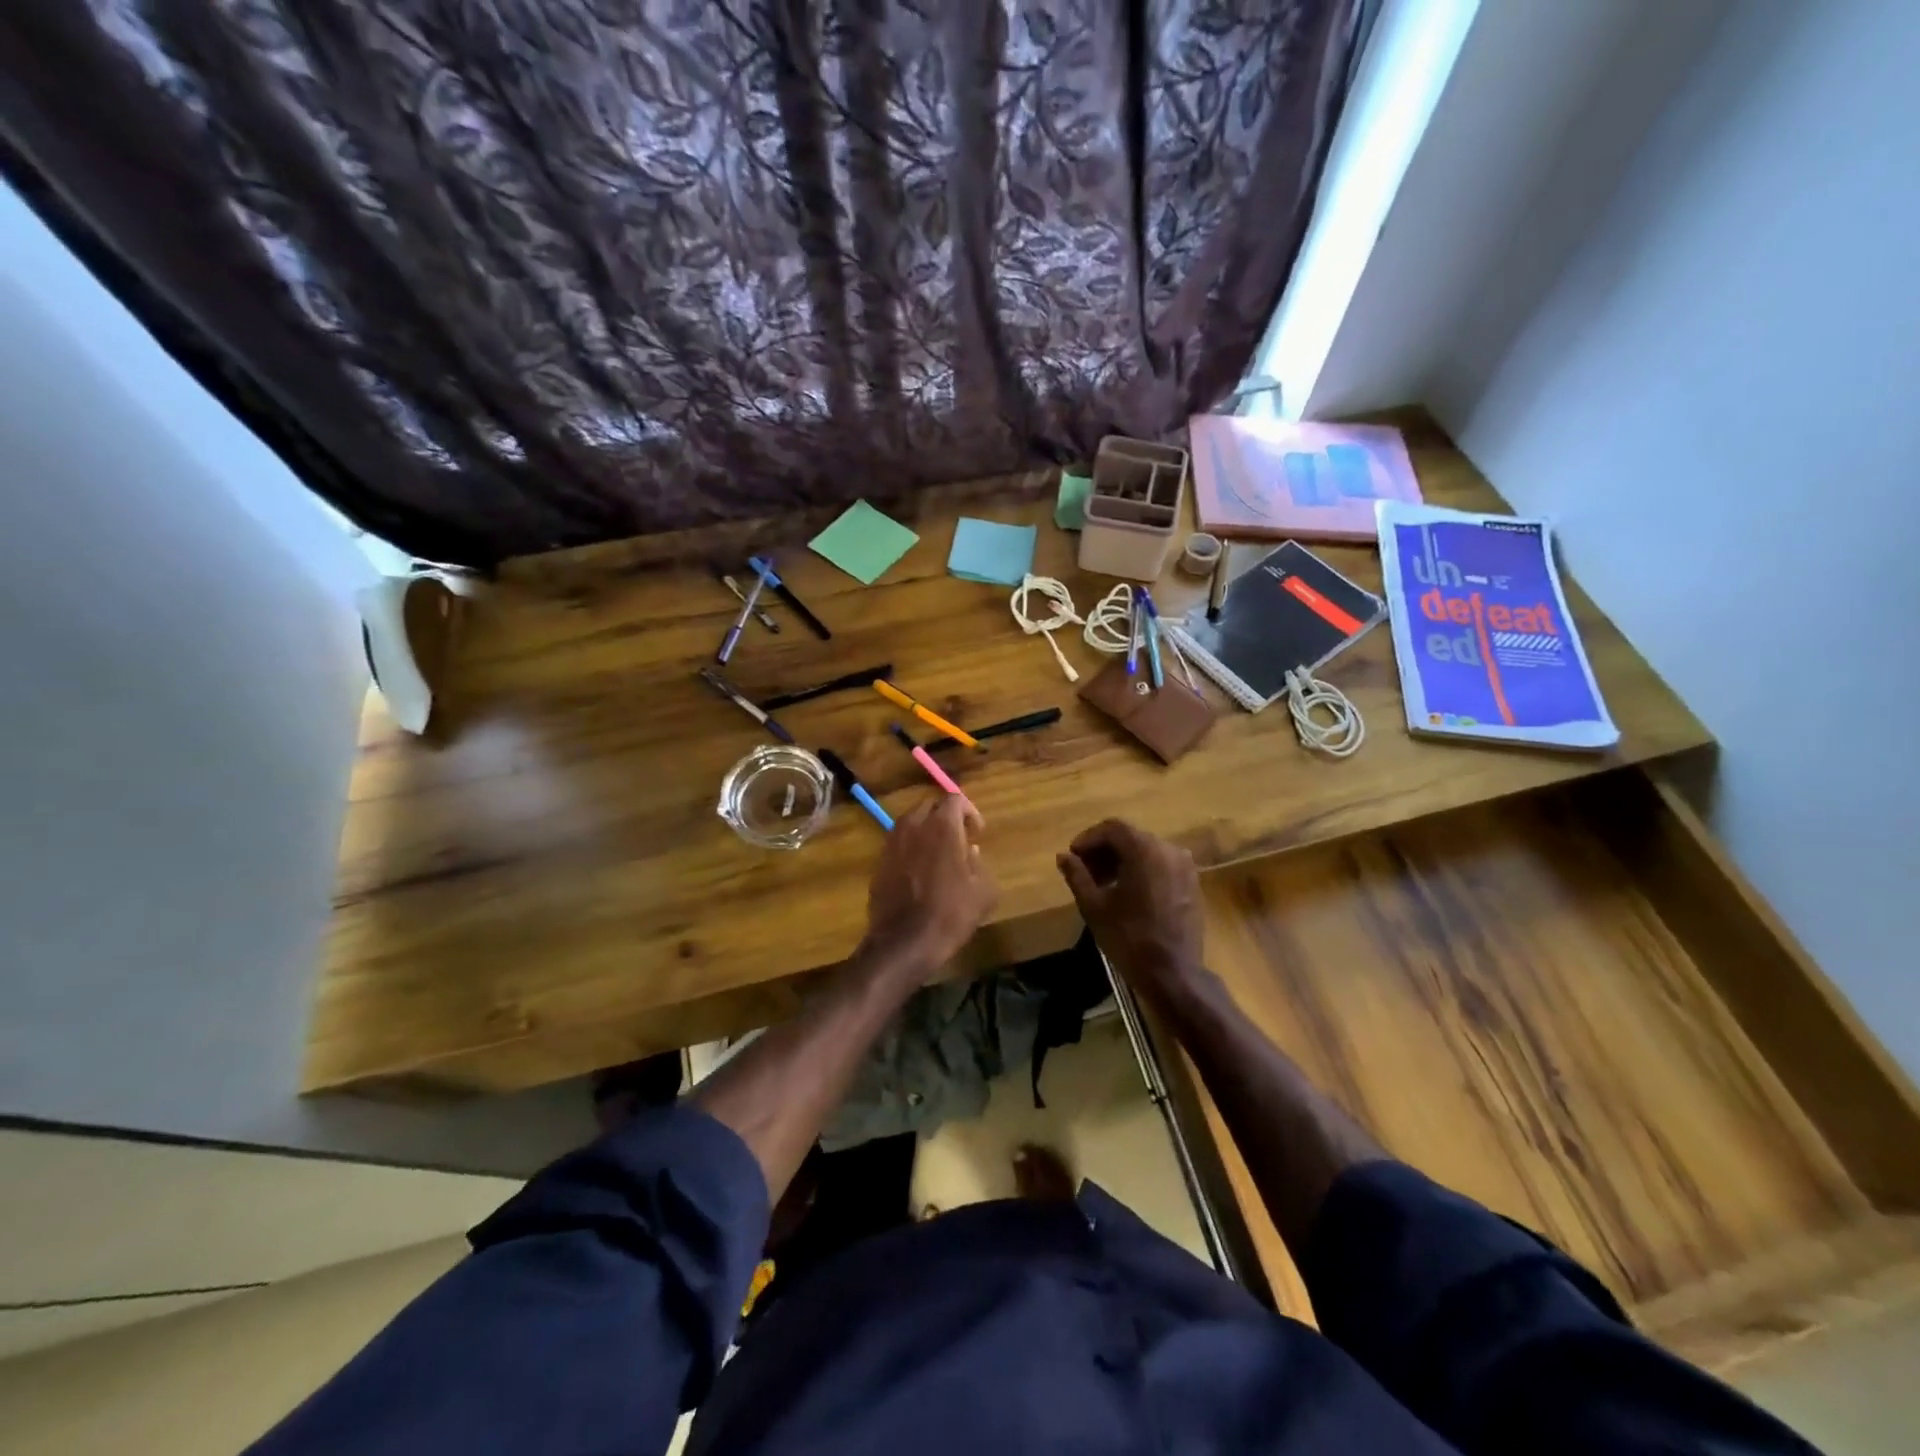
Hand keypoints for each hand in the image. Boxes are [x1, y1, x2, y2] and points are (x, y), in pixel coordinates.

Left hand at [862, 795, 996, 970]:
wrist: (904, 942)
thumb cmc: (950, 914)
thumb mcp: (983, 891)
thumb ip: (980, 864)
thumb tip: (970, 852)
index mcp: (942, 826)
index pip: (955, 798)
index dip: (969, 811)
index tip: (977, 831)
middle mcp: (913, 825)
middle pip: (930, 806)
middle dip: (945, 817)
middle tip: (959, 839)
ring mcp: (892, 842)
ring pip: (911, 823)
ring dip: (926, 831)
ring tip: (938, 854)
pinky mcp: (879, 861)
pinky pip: (898, 843)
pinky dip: (911, 848)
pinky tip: (920, 872)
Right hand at [1056, 820, 1203, 1001]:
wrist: (1173, 973)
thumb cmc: (1129, 937)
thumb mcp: (1094, 906)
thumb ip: (1077, 875)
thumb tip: (1063, 856)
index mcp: (1145, 850)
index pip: (1112, 828)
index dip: (1088, 839)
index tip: (1073, 856)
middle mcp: (1169, 850)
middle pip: (1130, 838)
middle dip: (1104, 851)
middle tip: (1084, 871)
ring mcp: (1185, 866)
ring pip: (1146, 851)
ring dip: (1122, 861)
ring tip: (1102, 884)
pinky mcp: (1192, 883)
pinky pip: (1161, 865)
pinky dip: (1141, 870)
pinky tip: (1126, 893)